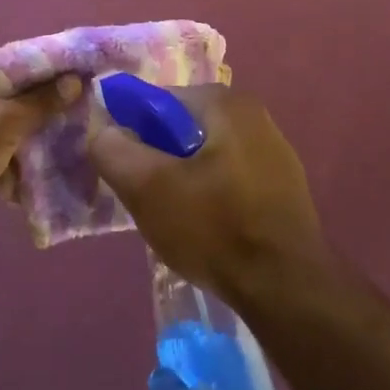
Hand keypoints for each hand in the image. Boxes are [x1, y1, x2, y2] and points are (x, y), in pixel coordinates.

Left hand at [0, 63, 81, 251]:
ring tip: (71, 132)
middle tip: (79, 103)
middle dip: (42, 102)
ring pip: (10, 125)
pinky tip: (48, 162)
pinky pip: (3, 151)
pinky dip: (22, 157)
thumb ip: (42, 100)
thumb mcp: (5, 119)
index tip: (75, 71)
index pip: (7, 62)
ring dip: (35, 132)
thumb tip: (76, 81)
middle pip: (10, 94)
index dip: (41, 66)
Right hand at [89, 84, 325, 301]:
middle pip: (181, 129)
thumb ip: (112, 150)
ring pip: (204, 155)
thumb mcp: (147, 188)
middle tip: (148, 199)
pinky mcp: (283, 184)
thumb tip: (103, 131)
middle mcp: (253, 114)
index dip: (132, 134)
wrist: (287, 288)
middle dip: (158, 159)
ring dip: (183, 179)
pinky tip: (208, 228)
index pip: (156, 102)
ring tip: (176, 219)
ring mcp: (274, 150)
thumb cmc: (214, 228)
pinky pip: (229, 177)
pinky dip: (211, 194)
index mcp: (224, 102)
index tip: (127, 173)